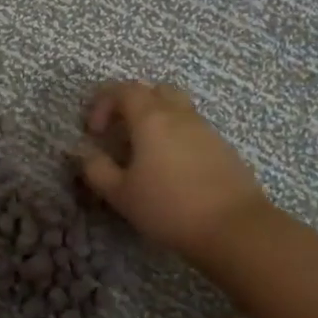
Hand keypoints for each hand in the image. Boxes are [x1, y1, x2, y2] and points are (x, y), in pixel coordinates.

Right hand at [75, 81, 272, 264]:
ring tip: (146, 152)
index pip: (123, 90)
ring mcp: (205, 129)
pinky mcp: (223, 147)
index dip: (103, 104)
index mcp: (151, 118)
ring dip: (157, 119)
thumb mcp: (121, 194)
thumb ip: (97, 169)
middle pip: (154, 90)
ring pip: (177, 107)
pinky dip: (177, 136)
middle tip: (121, 132)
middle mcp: (179, 114)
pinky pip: (193, 128)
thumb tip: (84, 152)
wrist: (234, 227)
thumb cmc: (169, 208)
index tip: (95, 133)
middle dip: (132, 104)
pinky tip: (173, 168)